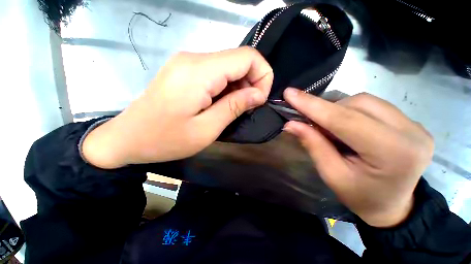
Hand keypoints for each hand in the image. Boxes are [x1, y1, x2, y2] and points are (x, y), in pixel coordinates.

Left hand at [82, 47, 272, 168]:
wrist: (128, 138)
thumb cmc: (166, 139)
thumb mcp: (207, 129)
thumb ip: (235, 106)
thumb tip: (259, 94)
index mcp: (200, 71)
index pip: (248, 57)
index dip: (262, 76)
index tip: (259, 100)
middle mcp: (195, 58)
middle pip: (239, 60)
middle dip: (252, 83)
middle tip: (246, 108)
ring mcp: (189, 63)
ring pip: (229, 67)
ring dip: (239, 87)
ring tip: (232, 109)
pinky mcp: (186, 71)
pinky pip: (217, 73)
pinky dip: (227, 88)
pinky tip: (221, 104)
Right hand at [283, 89, 433, 226]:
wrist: (393, 206)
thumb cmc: (360, 196)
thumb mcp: (331, 174)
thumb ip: (313, 144)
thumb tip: (291, 123)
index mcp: (392, 153)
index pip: (344, 119)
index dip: (312, 105)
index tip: (289, 93)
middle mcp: (410, 132)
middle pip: (357, 104)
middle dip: (326, 109)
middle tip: (309, 121)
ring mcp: (415, 125)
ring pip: (365, 101)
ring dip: (338, 110)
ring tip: (328, 128)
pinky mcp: (412, 123)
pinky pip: (373, 106)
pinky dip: (351, 111)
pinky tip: (345, 126)